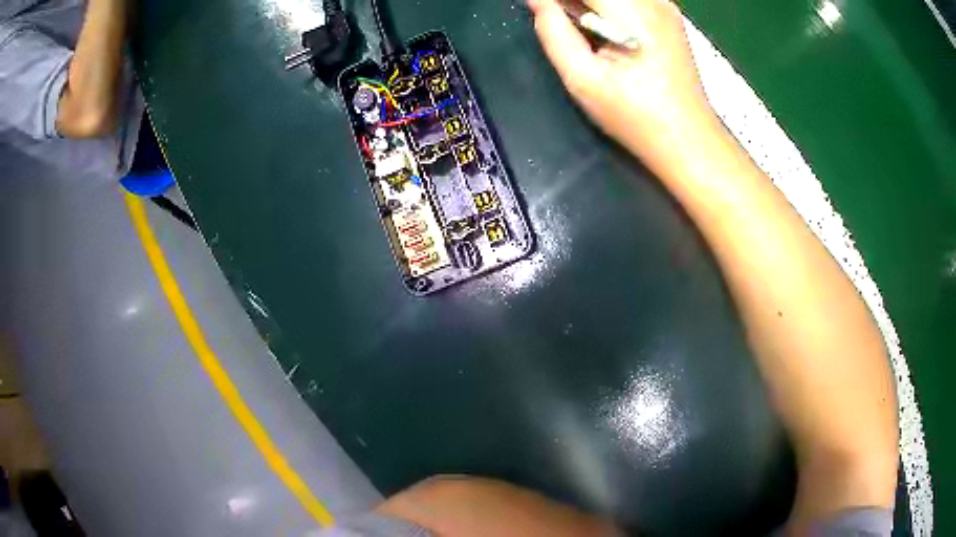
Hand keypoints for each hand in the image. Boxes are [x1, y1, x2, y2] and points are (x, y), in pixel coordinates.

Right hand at [528, 0, 719, 176]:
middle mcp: (653, 0)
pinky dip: (604, 5)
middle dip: (571, 1)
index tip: (538, 8)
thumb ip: (554, 32)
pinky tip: (596, 25)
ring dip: (586, 3)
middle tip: (552, 17)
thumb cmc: (635, 118)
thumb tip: (536, 1)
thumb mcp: (583, 80)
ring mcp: (664, 6)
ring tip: (572, 24)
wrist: (688, 140)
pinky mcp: (668, 15)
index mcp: (633, 13)